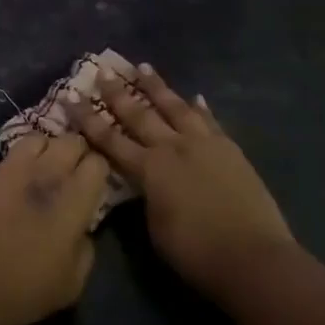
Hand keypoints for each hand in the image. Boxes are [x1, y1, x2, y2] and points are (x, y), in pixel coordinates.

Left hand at [0, 134, 108, 324]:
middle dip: (77, 153)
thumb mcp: (73, 282)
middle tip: (73, 174)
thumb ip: (86, 246)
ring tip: (43, 170)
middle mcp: (43, 175)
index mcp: (71, 201)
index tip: (94, 185)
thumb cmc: (24, 293)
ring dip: (46, 150)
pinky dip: (18, 164)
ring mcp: (9, 170)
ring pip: (38, 139)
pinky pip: (9, 157)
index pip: (97, 163)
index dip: (99, 171)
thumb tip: (81, 227)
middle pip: (70, 141)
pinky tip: (14, 185)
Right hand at [64, 63, 294, 302]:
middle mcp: (173, 147)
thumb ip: (146, 196)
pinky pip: (210, 121)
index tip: (71, 96)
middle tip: (103, 72)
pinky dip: (200, 108)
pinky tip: (194, 97)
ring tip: (144, 67)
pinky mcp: (231, 150)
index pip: (110, 139)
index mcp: (149, 169)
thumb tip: (145, 181)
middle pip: (140, 114)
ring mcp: (205, 144)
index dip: (88, 118)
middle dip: (118, 93)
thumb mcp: (155, 226)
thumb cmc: (195, 252)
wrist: (254, 257)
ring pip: (176, 107)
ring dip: (157, 87)